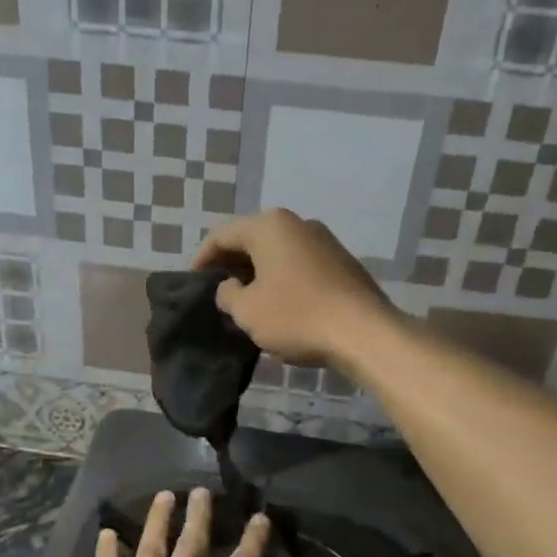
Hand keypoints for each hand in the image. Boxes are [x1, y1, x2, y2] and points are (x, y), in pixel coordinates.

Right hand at [192, 209, 394, 368]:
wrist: (364, 333)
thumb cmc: (296, 316)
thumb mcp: (247, 311)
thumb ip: (227, 294)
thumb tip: (229, 287)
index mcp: (269, 226)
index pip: (222, 235)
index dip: (202, 259)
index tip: (193, 283)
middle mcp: (298, 223)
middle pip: (252, 240)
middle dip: (232, 266)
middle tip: (217, 293)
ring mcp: (324, 241)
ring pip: (278, 254)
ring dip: (258, 275)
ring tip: (246, 302)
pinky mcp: (342, 264)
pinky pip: (300, 266)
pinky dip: (282, 281)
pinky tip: (279, 307)